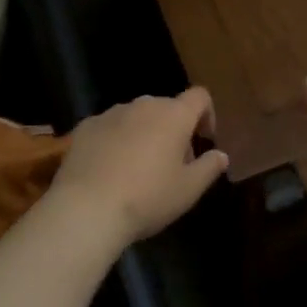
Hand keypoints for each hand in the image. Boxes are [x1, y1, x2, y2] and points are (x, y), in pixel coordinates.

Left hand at [49, 88, 228, 246]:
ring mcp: (111, 113)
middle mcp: (144, 105)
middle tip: (172, 164)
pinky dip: (115, 141)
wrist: (86, 209)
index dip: (207, 115)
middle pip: (167, 108)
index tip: (203, 141)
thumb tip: (221, 155)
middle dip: (174, 129)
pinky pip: (109, 127)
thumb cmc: (147, 198)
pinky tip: (109, 170)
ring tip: (138, 169)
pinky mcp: (86, 126)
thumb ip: (209, 168)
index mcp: (174, 115)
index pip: (199, 97)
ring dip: (144, 133)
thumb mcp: (188, 190)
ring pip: (136, 117)